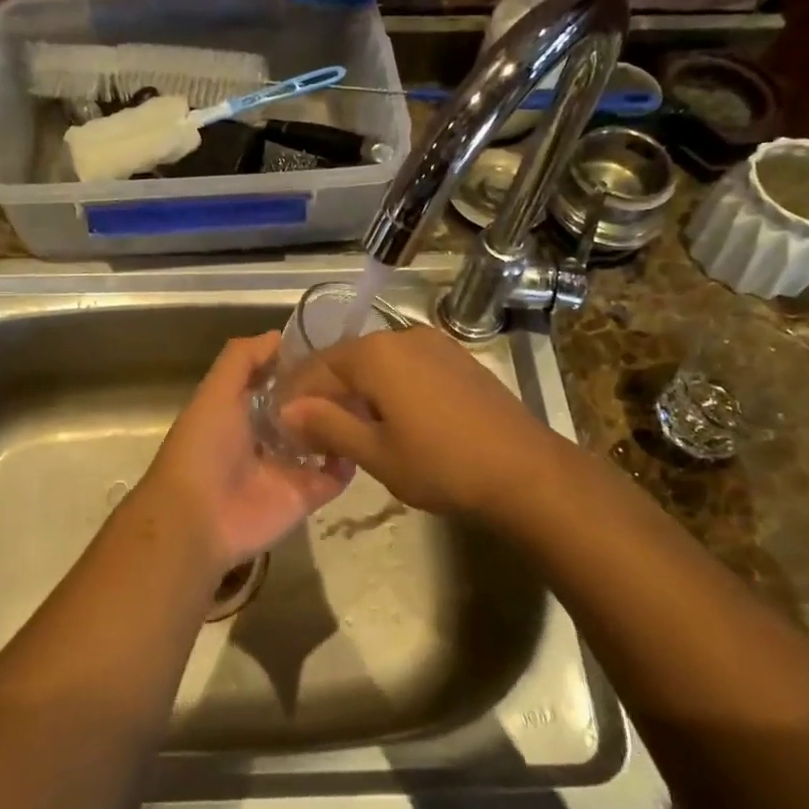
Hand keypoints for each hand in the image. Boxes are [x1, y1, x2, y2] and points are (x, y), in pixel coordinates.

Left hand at [130, 333, 352, 578]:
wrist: (198, 518)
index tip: (333, 347)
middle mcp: (266, 436)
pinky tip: (363, 438)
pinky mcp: (305, 495)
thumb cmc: (204, 447)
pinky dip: (350, 461)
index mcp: (241, 410)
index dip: (300, 364)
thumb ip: (242, 359)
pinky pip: (335, 476)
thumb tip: (280, 336)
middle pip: (304, 409)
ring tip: (372, 400)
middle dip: (327, 393)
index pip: (278, 381)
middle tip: (362, 374)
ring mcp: (287, 467)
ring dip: (342, 424)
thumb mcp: (216, 391)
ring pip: (323, 440)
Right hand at [282, 324, 560, 520]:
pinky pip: (407, 367)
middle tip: (312, 431)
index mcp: (375, 354)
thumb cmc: (442, 465)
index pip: (317, 368)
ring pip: (378, 363)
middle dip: (326, 393)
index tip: (282, 425)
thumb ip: (327, 426)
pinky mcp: (458, 360)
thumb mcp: (375, 453)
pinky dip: (388, 388)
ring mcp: (435, 345)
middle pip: (347, 361)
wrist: (526, 472)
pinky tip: (391, 419)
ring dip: (357, 391)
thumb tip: (287, 410)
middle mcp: (401, 336)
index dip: (295, 396)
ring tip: (349, 428)